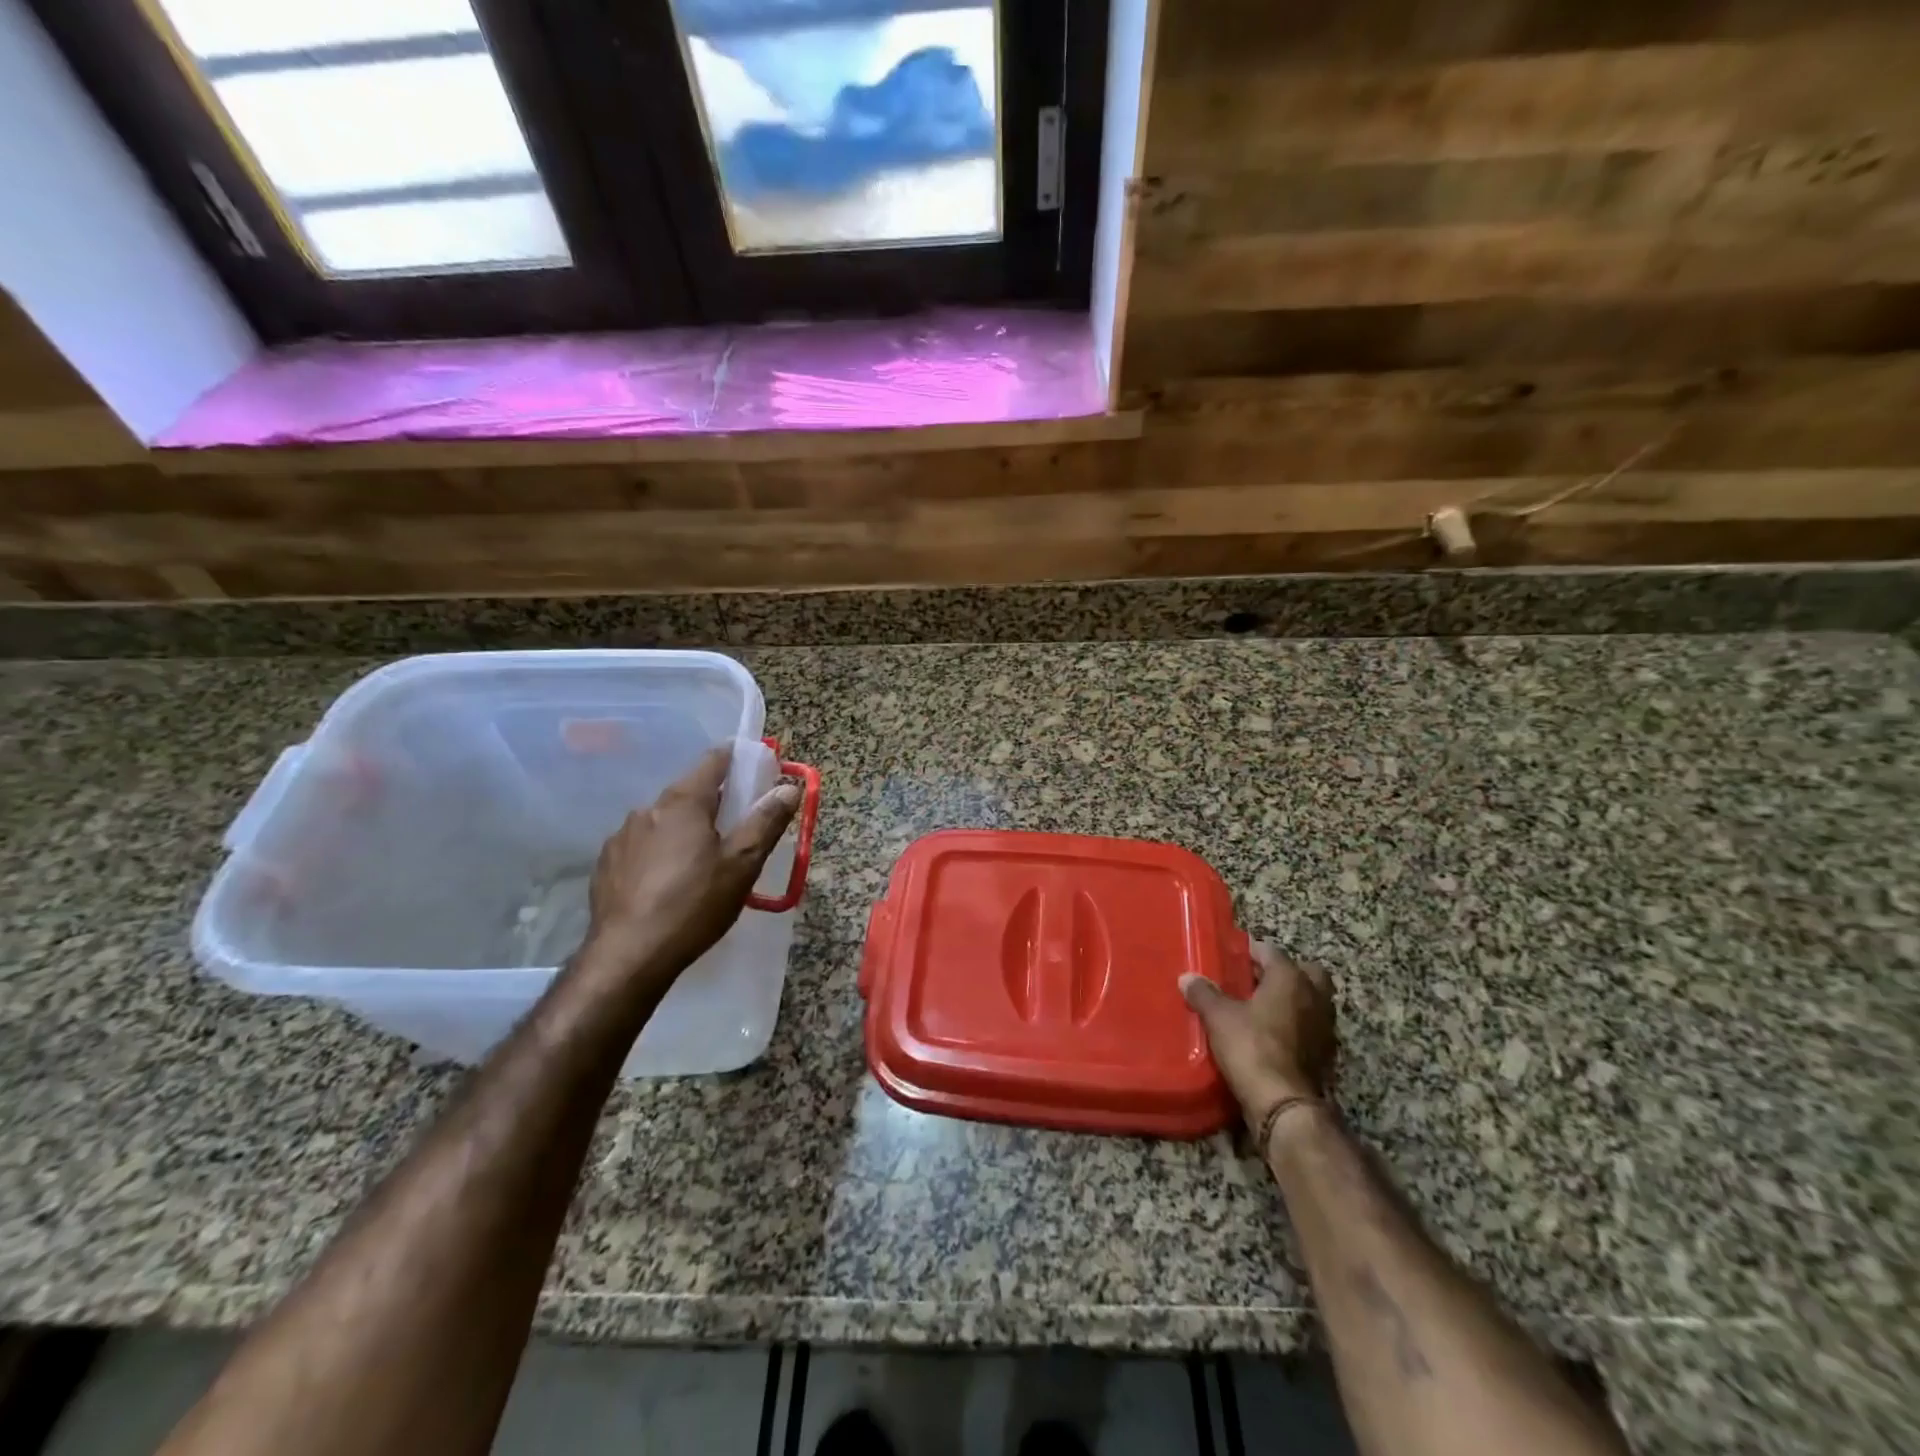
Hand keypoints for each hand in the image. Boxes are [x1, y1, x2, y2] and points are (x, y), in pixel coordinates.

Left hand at [579, 746, 799, 987]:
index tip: (755, 767)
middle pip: (689, 791)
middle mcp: (648, 809)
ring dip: (685, 828)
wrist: (628, 957)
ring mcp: (621, 836)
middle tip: (737, 825)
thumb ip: (766, 821)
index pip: (714, 761)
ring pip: (663, 820)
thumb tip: (789, 787)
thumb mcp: (742, 864)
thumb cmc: (694, 905)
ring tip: (702, 860)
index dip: (737, 758)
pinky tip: (668, 881)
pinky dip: (660, 852)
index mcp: (683, 802)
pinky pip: (641, 846)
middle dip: (714, 801)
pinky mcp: (606, 865)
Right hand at [1181, 942, 1336, 1120]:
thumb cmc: (1251, 1046)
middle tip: (1258, 979)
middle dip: (1286, 972)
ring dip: (1293, 1000)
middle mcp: (1314, 997)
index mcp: (1291, 979)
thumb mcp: (1218, 1017)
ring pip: (1312, 1001)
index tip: (1233, 955)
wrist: (1283, 1103)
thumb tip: (1187, 977)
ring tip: (1262, 1008)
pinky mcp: (1325, 1055)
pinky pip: (1310, 1028)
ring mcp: (1325, 1027)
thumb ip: (1204, 993)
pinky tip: (1273, 1035)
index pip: (1272, 951)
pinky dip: (1297, 1026)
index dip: (1251, 950)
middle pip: (1306, 972)